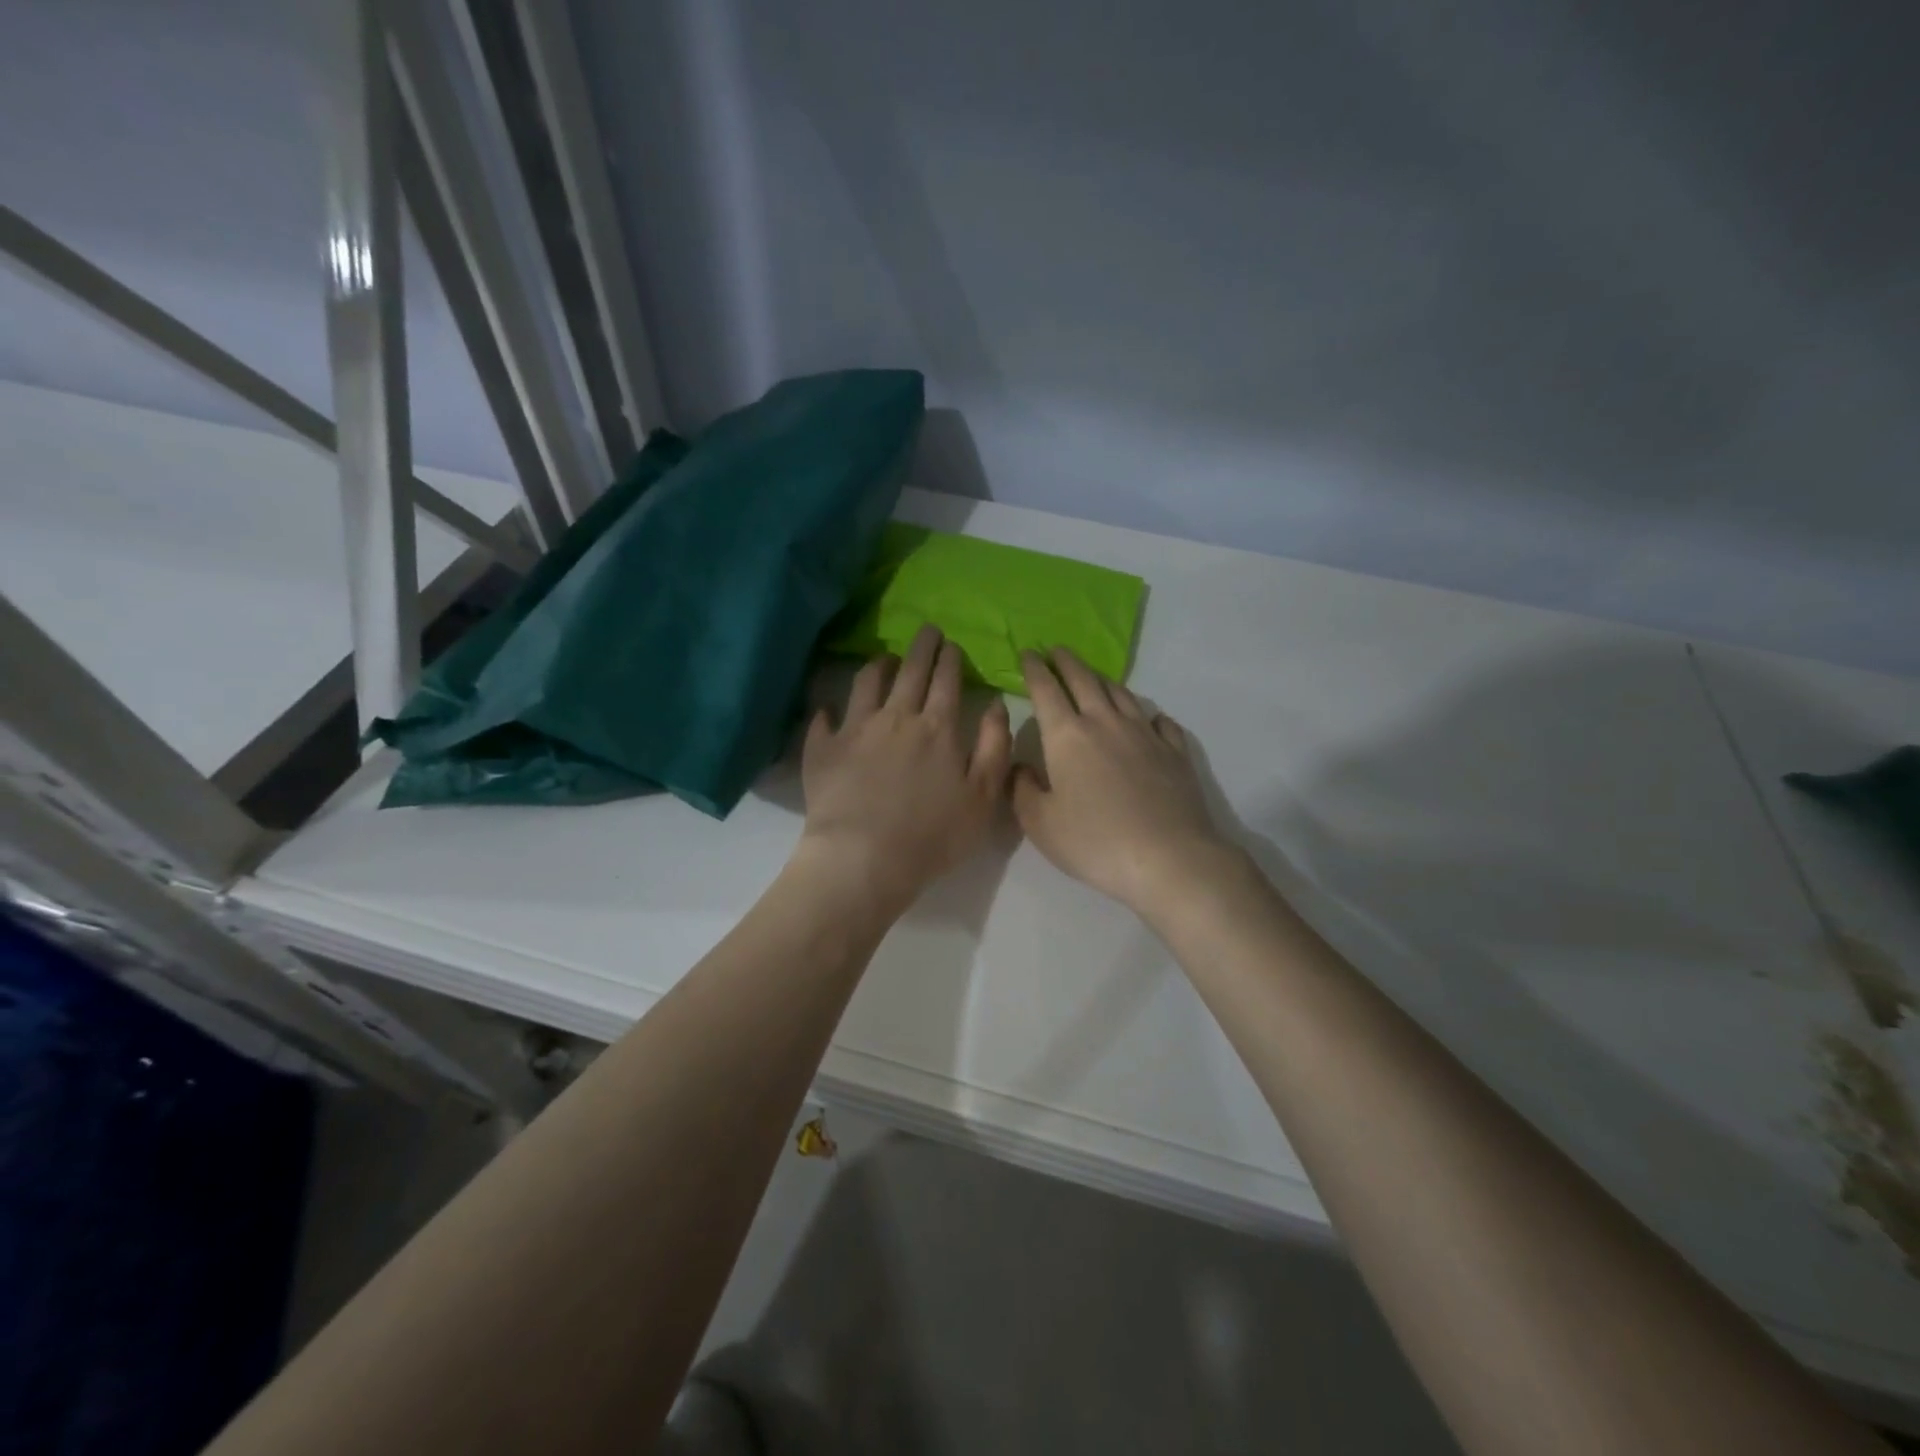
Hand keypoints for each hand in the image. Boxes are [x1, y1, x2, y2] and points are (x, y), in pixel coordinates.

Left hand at [798, 625, 1012, 914]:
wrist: (864, 858)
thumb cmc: (933, 835)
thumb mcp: (983, 797)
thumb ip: (994, 746)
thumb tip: (996, 704)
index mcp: (938, 728)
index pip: (947, 681)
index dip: (950, 659)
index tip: (952, 645)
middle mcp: (896, 717)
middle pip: (910, 671)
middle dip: (921, 647)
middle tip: (926, 630)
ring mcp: (855, 730)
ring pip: (867, 683)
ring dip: (878, 665)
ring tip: (882, 658)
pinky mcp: (823, 749)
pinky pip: (823, 719)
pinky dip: (827, 710)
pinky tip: (827, 709)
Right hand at [1014, 648, 1239, 918]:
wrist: (1168, 858)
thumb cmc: (1094, 841)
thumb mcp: (1040, 824)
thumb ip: (1023, 790)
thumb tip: (1022, 768)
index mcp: (1067, 736)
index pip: (1046, 690)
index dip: (1033, 669)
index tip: (1027, 653)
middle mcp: (1105, 723)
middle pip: (1084, 681)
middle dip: (1067, 662)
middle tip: (1057, 650)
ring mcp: (1144, 734)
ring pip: (1121, 694)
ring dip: (1103, 680)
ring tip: (1094, 676)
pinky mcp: (1175, 752)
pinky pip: (1160, 721)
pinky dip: (1148, 714)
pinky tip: (1148, 718)